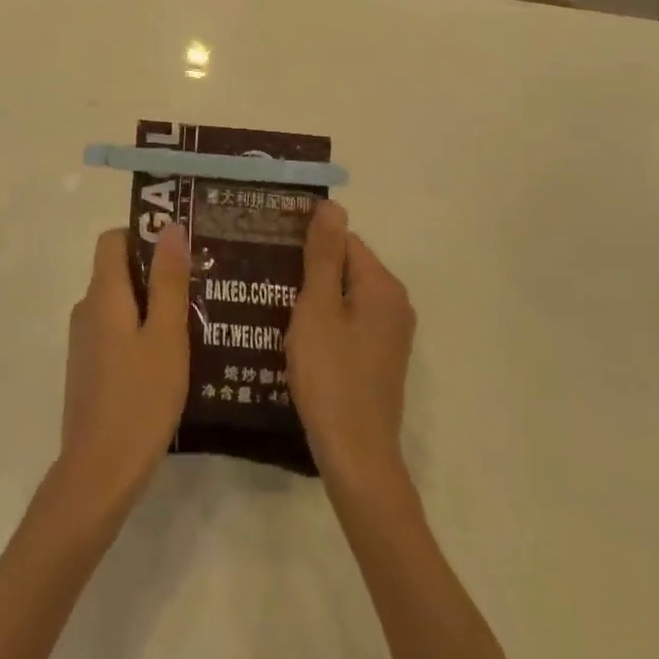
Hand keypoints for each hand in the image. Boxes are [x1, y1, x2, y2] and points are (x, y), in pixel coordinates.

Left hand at [56, 225, 190, 515]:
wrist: (99, 472)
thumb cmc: (140, 399)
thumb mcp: (166, 336)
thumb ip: (169, 281)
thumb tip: (170, 226)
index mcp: (103, 294)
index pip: (113, 239)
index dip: (144, 234)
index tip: (181, 249)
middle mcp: (87, 309)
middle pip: (118, 270)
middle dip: (156, 271)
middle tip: (200, 285)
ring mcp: (85, 340)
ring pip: (120, 303)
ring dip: (152, 304)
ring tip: (195, 320)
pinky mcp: (89, 367)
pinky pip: (116, 330)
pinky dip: (141, 330)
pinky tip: (171, 356)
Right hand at [286, 201, 415, 485]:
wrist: (356, 454)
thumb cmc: (331, 374)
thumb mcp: (317, 308)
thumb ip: (323, 255)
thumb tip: (332, 204)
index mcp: (382, 286)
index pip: (343, 240)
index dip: (306, 241)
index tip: (269, 249)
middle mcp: (395, 303)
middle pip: (346, 266)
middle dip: (308, 268)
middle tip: (263, 275)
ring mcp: (391, 334)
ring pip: (345, 296)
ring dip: (313, 296)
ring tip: (271, 302)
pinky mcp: (380, 357)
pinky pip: (349, 322)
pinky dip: (325, 320)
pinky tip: (294, 334)